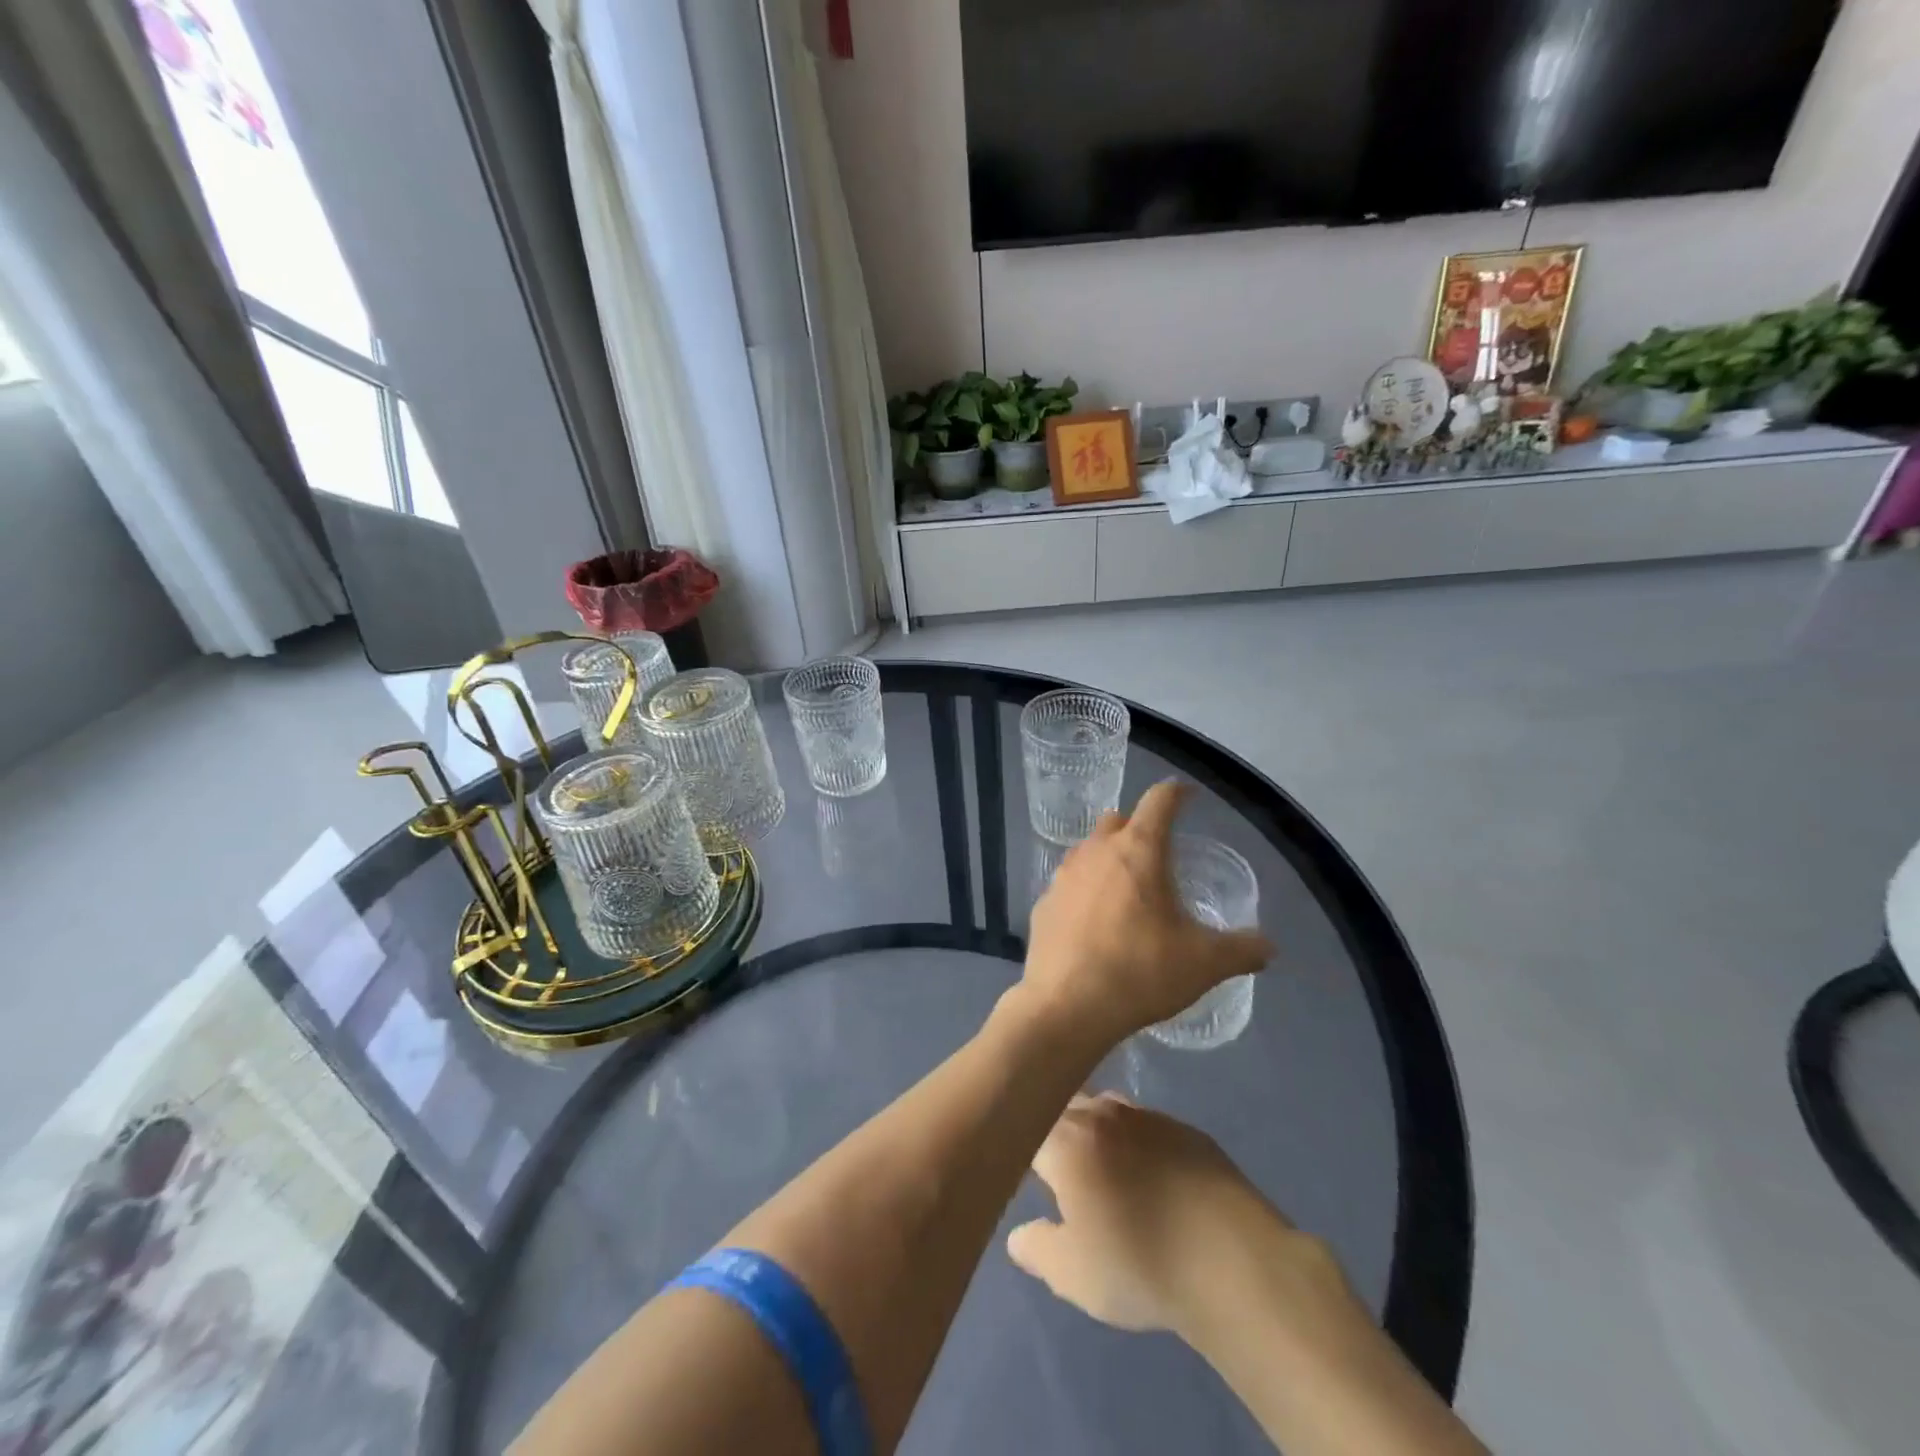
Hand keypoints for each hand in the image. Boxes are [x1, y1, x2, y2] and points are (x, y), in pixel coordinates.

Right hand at [1008, 1095, 1337, 1337]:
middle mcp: (1104, 1114)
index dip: (1020, 1144)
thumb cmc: (1140, 1266)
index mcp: (1067, 1140)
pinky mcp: (1188, 1130)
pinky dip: (1138, 1142)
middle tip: (1058, 1170)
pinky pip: (1147, 1124)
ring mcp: (1149, 1117)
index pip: (1028, 1124)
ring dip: (1097, 1130)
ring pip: (1107, 1107)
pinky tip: (1150, 1177)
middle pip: (1066, 1105)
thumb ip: (1037, 1248)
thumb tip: (1019, 1234)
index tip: (1025, 1171)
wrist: (1234, 1262)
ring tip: (1103, 1170)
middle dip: (1056, 1128)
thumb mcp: (1073, 1275)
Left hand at [1018, 781, 1270, 1050]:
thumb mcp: (1204, 963)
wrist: (1067, 1006)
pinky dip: (1086, 891)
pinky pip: (1069, 884)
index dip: (1177, 793)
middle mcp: (1096, 851)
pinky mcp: (1043, 904)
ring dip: (1109, 858)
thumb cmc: (1141, 972)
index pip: (1159, 800)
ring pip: (1089, 850)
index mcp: (1138, 849)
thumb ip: (1241, 949)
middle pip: (1118, 820)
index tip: (1188, 796)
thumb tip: (1268, 947)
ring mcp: (1063, 876)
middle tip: (1159, 852)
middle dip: (1139, 826)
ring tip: (1128, 889)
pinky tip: (1095, 922)